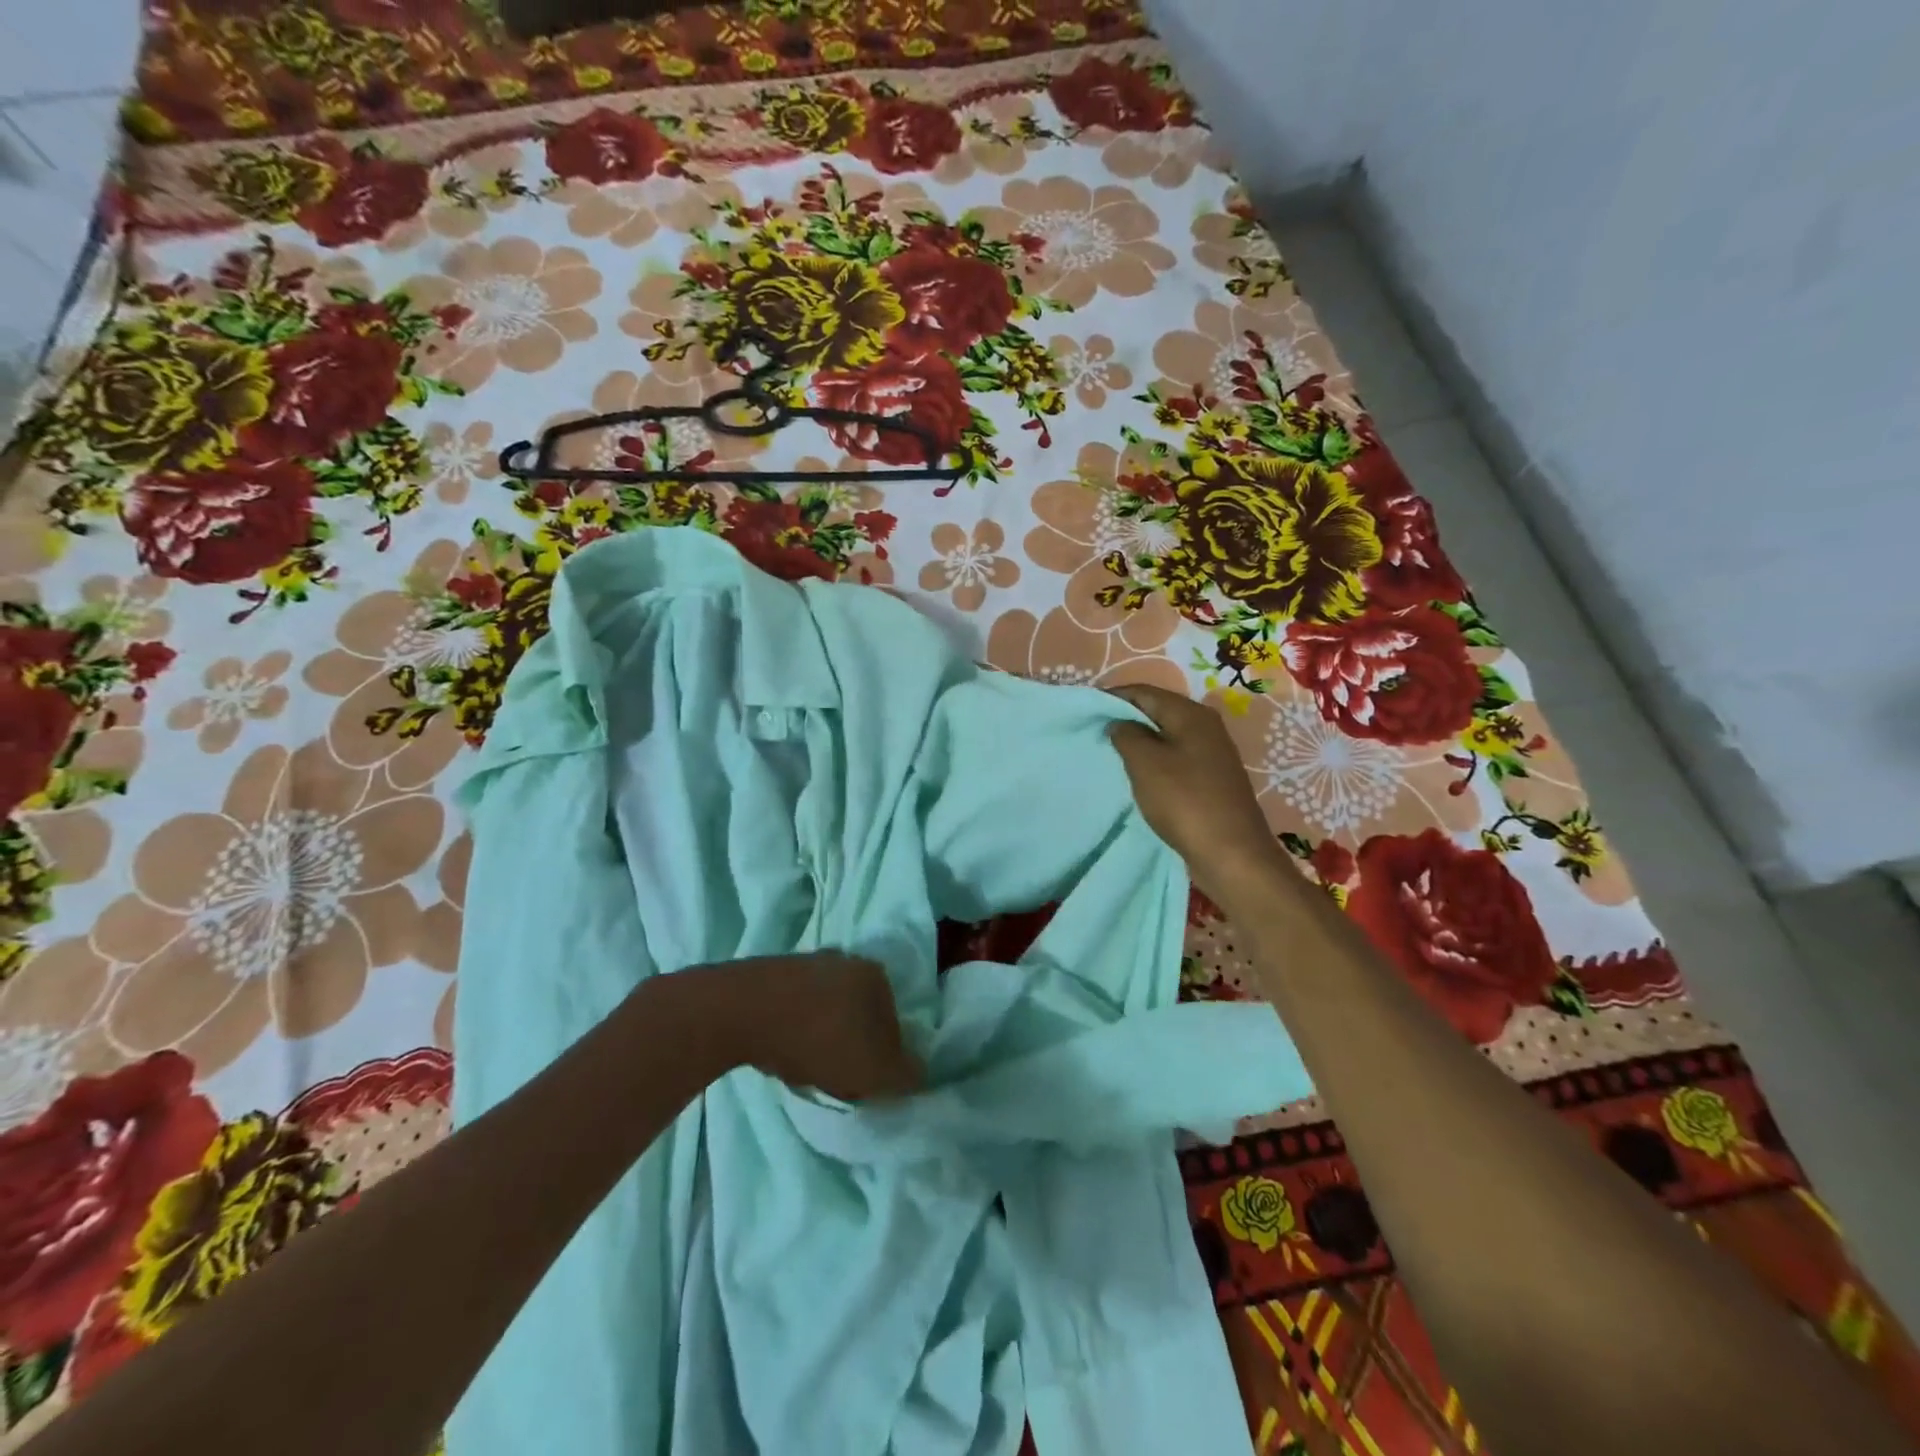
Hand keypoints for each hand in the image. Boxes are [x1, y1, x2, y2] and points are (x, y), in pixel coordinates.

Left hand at [685, 952, 923, 1101]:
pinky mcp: (771, 973)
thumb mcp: (874, 1071)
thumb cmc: (819, 1039)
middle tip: (838, 1078)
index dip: (884, 1058)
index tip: (865, 1082)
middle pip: (860, 1014)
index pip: (894, 1022)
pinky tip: (782, 1052)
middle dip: (853, 1045)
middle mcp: (845, 959)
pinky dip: (794, 1030)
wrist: (740, 1012)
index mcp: (876, 974)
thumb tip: (919, 1074)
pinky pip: (794, 1009)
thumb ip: (905, 1075)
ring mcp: (806, 962)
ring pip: (827, 1010)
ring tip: (806, 1068)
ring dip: (822, 1038)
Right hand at [1106, 684, 1287, 898]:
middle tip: (1095, 732)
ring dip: (1139, 741)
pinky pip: (1175, 757)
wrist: (1232, 853)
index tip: (1086, 710)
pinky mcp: (1211, 778)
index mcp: (1191, 714)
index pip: (1144, 691)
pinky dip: (1154, 760)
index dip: (1113, 697)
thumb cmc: (1185, 801)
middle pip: (1157, 710)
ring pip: (1166, 735)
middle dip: (1126, 718)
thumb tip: (1119, 722)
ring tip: (1111, 753)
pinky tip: (1138, 775)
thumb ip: (1126, 734)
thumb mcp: (1145, 763)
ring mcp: (1212, 752)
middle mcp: (1205, 726)